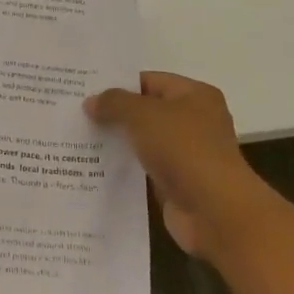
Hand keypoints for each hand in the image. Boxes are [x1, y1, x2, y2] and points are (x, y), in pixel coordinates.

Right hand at [85, 72, 256, 258]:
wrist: (215, 212)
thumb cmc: (183, 149)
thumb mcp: (142, 115)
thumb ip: (114, 103)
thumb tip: (91, 102)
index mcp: (195, 96)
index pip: (150, 81)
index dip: (118, 84)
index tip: (85, 90)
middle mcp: (195, 121)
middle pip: (146, 111)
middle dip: (115, 114)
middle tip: (77, 113)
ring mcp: (187, 154)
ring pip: (144, 141)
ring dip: (118, 142)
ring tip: (79, 138)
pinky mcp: (178, 183)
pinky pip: (144, 168)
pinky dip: (125, 168)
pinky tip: (95, 166)